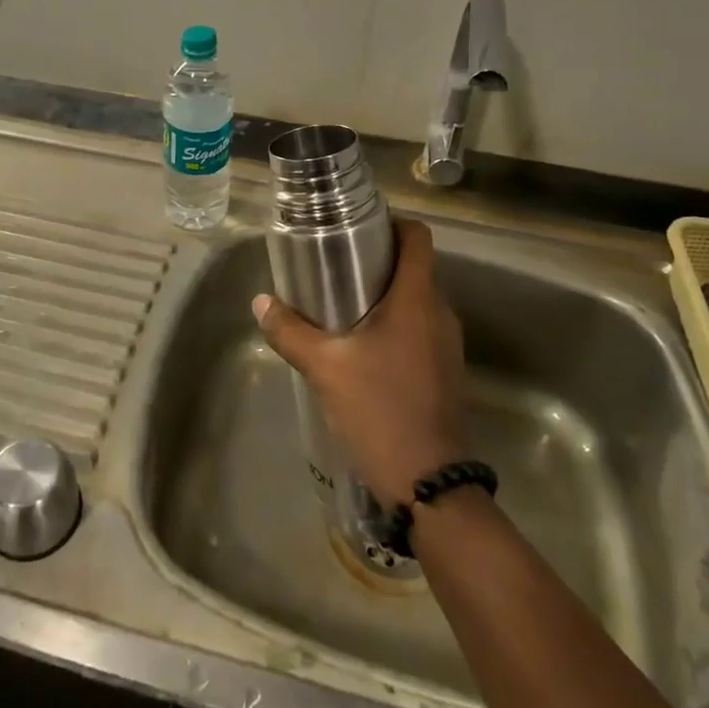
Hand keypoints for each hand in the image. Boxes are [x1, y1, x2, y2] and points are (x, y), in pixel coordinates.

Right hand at [253, 219, 466, 508]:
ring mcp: (447, 344)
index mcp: (417, 298)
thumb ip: (290, 331)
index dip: (392, 223)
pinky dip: (394, 323)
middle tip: (334, 265)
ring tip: (341, 303)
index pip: (417, 237)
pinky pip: (420, 328)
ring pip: (416, 300)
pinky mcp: (444, 371)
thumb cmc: (379, 410)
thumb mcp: (325, 367)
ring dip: (385, 295)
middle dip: (377, 260)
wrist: (429, 484)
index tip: (357, 228)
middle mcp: (440, 313)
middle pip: (414, 266)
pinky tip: (361, 345)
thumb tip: (261, 302)